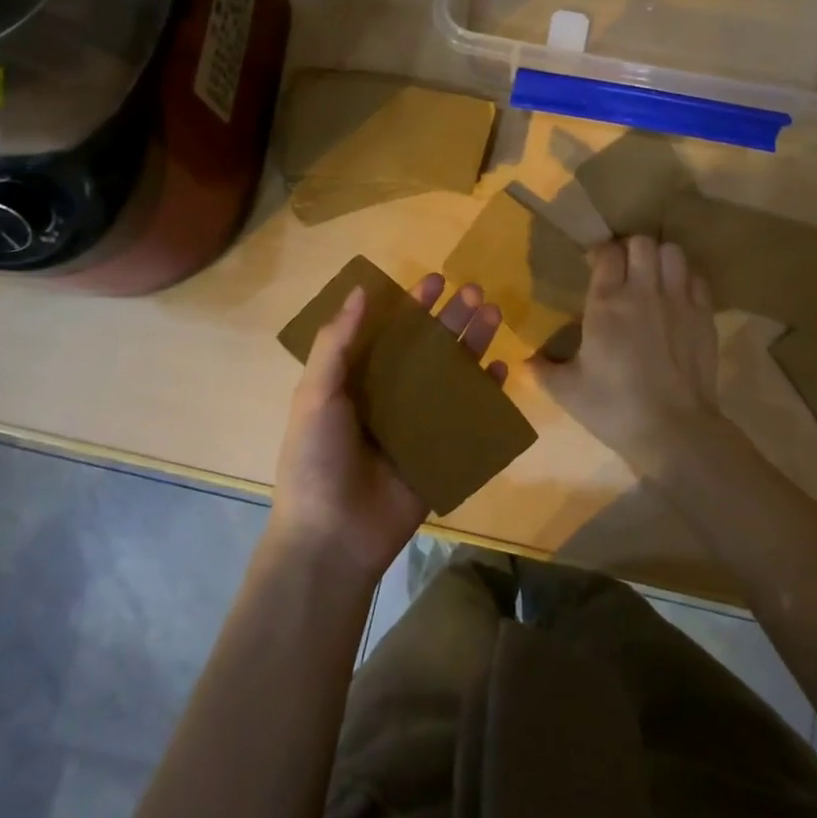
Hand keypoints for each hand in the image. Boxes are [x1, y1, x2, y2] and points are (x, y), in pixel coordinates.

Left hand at [271, 273, 508, 581]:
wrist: (332, 537)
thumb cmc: (317, 459)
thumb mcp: (316, 394)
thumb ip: (336, 342)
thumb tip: (359, 290)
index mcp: (358, 380)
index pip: (390, 331)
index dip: (412, 305)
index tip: (436, 280)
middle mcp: (391, 396)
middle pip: (428, 348)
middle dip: (450, 319)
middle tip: (475, 292)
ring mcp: (418, 424)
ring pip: (452, 375)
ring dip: (472, 345)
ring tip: (493, 316)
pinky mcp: (441, 452)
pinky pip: (469, 416)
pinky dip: (485, 392)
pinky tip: (500, 368)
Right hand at [530, 237, 729, 476]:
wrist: (674, 431)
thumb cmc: (614, 408)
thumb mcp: (567, 391)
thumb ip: (542, 370)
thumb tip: (524, 362)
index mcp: (606, 304)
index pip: (607, 252)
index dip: (600, 253)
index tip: (595, 265)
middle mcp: (642, 292)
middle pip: (641, 242)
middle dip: (631, 249)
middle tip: (624, 269)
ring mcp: (678, 301)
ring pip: (672, 252)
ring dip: (660, 258)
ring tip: (652, 277)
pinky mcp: (704, 316)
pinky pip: (696, 278)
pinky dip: (685, 279)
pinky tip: (676, 298)